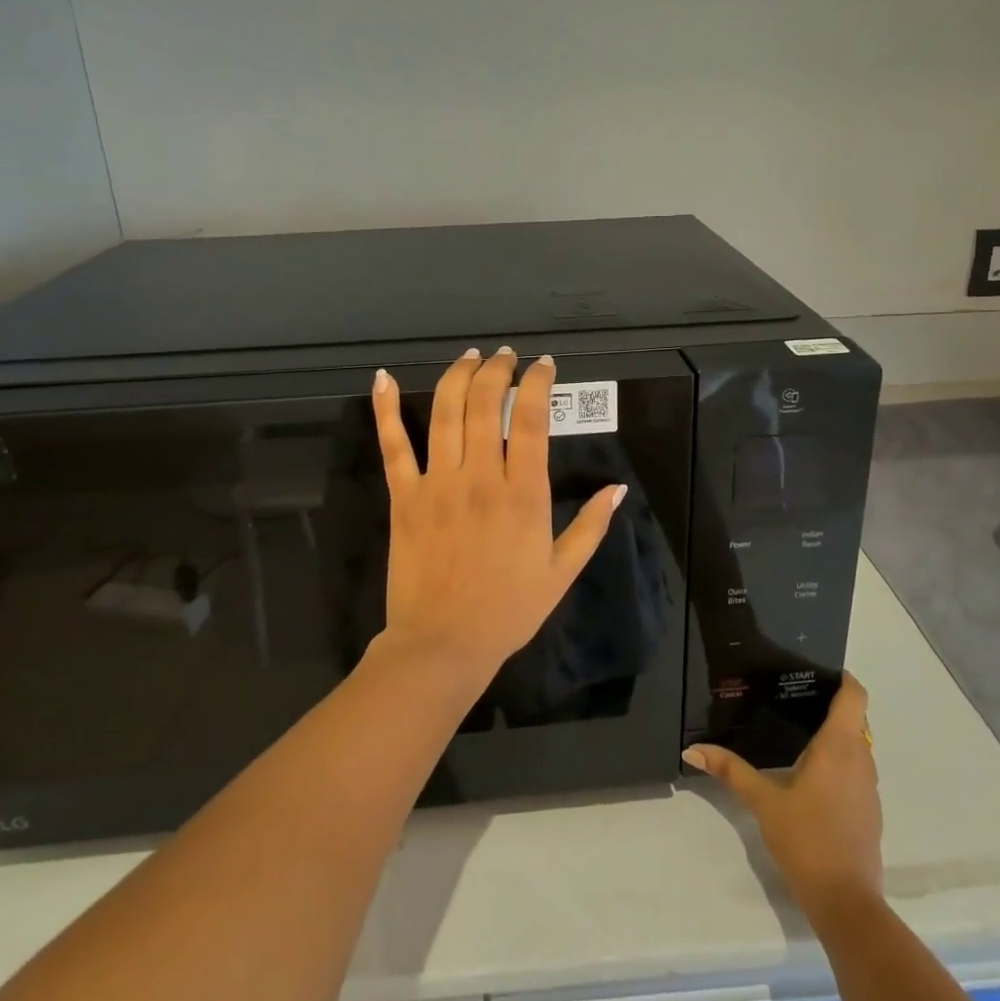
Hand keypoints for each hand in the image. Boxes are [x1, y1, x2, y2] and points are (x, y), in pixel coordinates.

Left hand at [370, 346, 624, 689]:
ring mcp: (438, 483)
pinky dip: (385, 409)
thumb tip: (617, 488)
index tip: (542, 365)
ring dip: (457, 376)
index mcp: (524, 494)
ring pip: (446, 413)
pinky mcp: (403, 496)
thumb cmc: (508, 610)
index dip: (538, 383)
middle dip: (498, 370)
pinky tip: (383, 378)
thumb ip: (591, 526)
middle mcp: (481, 477)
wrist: (444, 644)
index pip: (533, 419)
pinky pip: (393, 445)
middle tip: (505, 356)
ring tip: (470, 357)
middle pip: (487, 404)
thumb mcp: (561, 572)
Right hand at [682, 673, 882, 924]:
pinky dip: (839, 760)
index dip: (842, 678)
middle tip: (792, 696)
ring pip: (857, 745)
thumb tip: (692, 750)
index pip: (855, 696)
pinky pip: (857, 769)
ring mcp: (869, 787)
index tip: (817, 670)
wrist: (846, 903)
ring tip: (796, 729)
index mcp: (839, 747)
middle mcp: (861, 759)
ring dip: (835, 734)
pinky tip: (810, 773)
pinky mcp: (869, 810)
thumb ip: (730, 771)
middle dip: (830, 704)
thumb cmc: (806, 839)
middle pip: (855, 718)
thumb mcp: (763, 802)